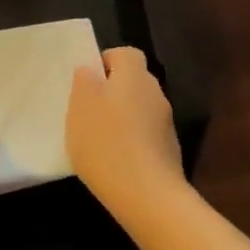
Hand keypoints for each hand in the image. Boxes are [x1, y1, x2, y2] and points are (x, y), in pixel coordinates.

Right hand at [66, 47, 184, 214]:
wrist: (147, 195)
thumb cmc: (106, 143)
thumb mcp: (80, 107)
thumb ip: (84, 82)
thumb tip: (91, 70)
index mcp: (134, 76)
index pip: (125, 54)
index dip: (106, 62)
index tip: (87, 83)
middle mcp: (155, 93)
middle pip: (133, 81)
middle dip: (112, 92)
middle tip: (88, 112)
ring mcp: (166, 123)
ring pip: (140, 109)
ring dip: (122, 118)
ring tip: (98, 140)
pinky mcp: (169, 150)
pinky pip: (146, 135)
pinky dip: (132, 141)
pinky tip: (114, 161)